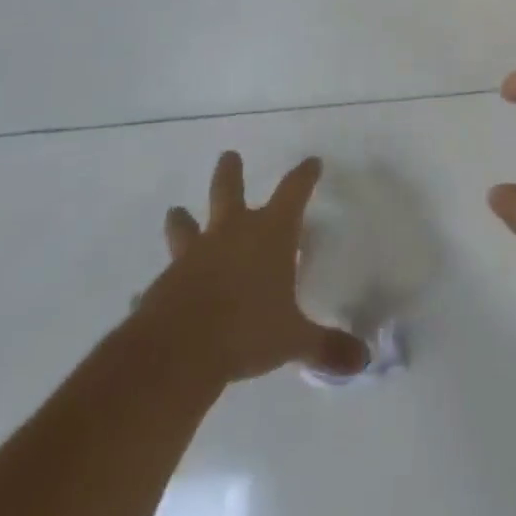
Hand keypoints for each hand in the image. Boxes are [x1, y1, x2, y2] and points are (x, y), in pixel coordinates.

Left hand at [133, 152, 366, 384]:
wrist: (177, 352)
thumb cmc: (247, 330)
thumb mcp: (294, 340)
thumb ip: (327, 347)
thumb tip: (364, 360)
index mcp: (269, 234)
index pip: (294, 192)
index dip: (304, 176)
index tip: (312, 162)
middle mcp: (231, 234)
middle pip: (229, 191)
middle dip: (230, 173)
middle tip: (228, 155)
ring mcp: (193, 257)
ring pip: (187, 227)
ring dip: (183, 220)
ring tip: (176, 211)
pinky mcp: (164, 285)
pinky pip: (164, 280)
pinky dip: (162, 284)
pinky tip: (151, 294)